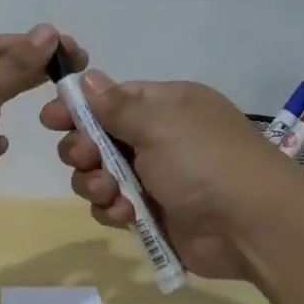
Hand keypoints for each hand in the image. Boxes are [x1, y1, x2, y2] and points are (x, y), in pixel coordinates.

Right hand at [39, 69, 303, 279]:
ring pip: (100, 175)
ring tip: (110, 192)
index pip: (111, 98)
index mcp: (166, 106)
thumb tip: (88, 77)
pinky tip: (126, 214)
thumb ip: (116, 106)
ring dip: (95, 183)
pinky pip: (114, 206)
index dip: (79, 107)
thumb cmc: (205, 162)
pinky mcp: (152, 214)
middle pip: (98, 138)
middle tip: (84, 158)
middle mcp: (158, 138)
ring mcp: (155, 178)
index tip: (50, 118)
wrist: (253, 226)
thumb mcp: (160, 123)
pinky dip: (113, 209)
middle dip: (83, 149)